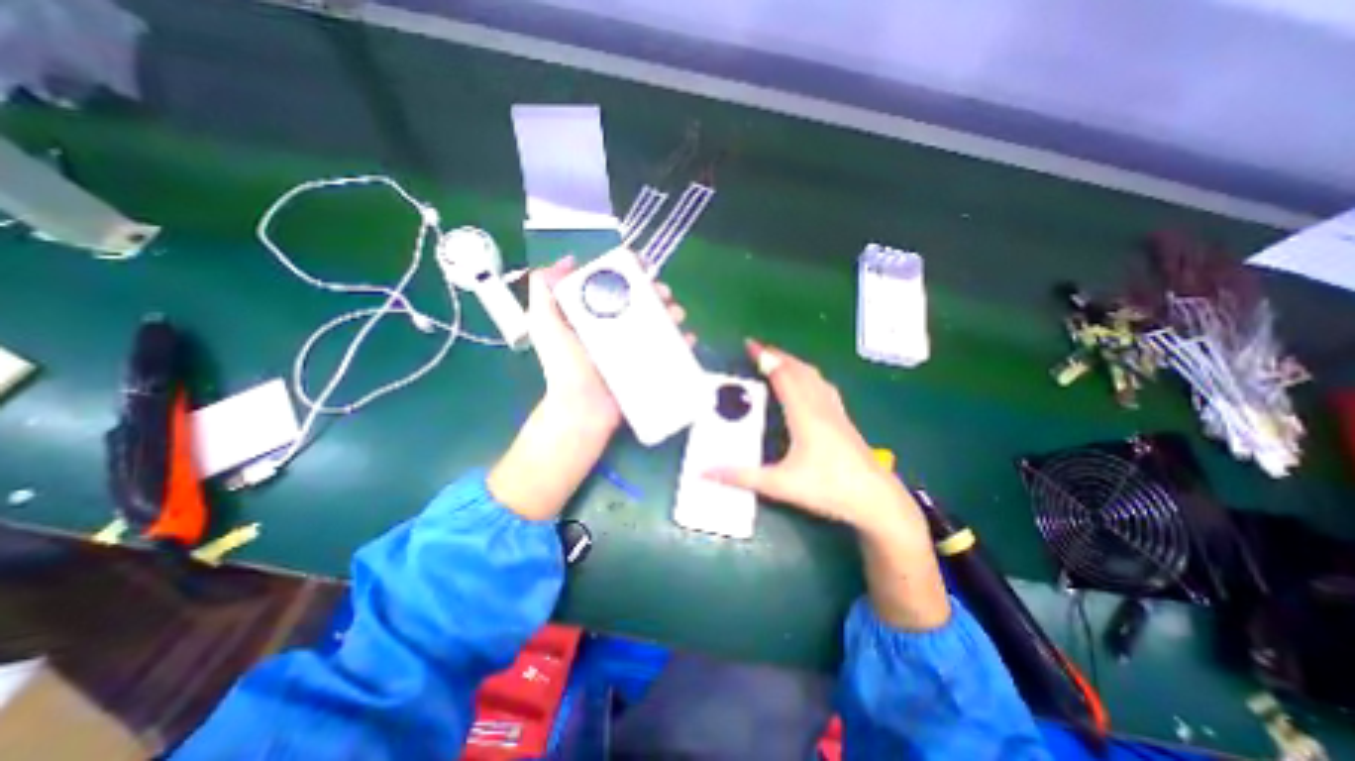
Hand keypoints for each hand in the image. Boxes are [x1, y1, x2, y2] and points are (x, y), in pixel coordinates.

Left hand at [489, 258, 691, 519]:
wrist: (582, 410)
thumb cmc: (564, 367)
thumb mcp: (545, 326)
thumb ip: (544, 293)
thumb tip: (566, 261)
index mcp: (593, 315)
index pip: (614, 285)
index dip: (630, 272)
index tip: (643, 266)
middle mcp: (615, 327)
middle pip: (642, 301)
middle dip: (657, 292)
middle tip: (663, 293)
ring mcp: (633, 347)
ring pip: (658, 322)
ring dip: (673, 313)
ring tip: (677, 314)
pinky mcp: (647, 364)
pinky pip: (668, 349)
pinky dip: (682, 341)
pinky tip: (687, 338)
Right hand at [704, 338, 915, 534]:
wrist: (875, 499)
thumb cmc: (828, 488)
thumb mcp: (780, 485)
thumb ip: (742, 477)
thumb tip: (705, 473)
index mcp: (803, 413)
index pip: (782, 375)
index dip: (765, 357)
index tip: (749, 344)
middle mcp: (820, 405)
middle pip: (798, 370)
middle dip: (777, 355)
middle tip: (758, 349)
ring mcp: (835, 411)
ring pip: (813, 376)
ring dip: (794, 363)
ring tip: (778, 360)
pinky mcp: (843, 419)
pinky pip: (823, 385)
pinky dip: (809, 375)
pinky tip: (808, 382)